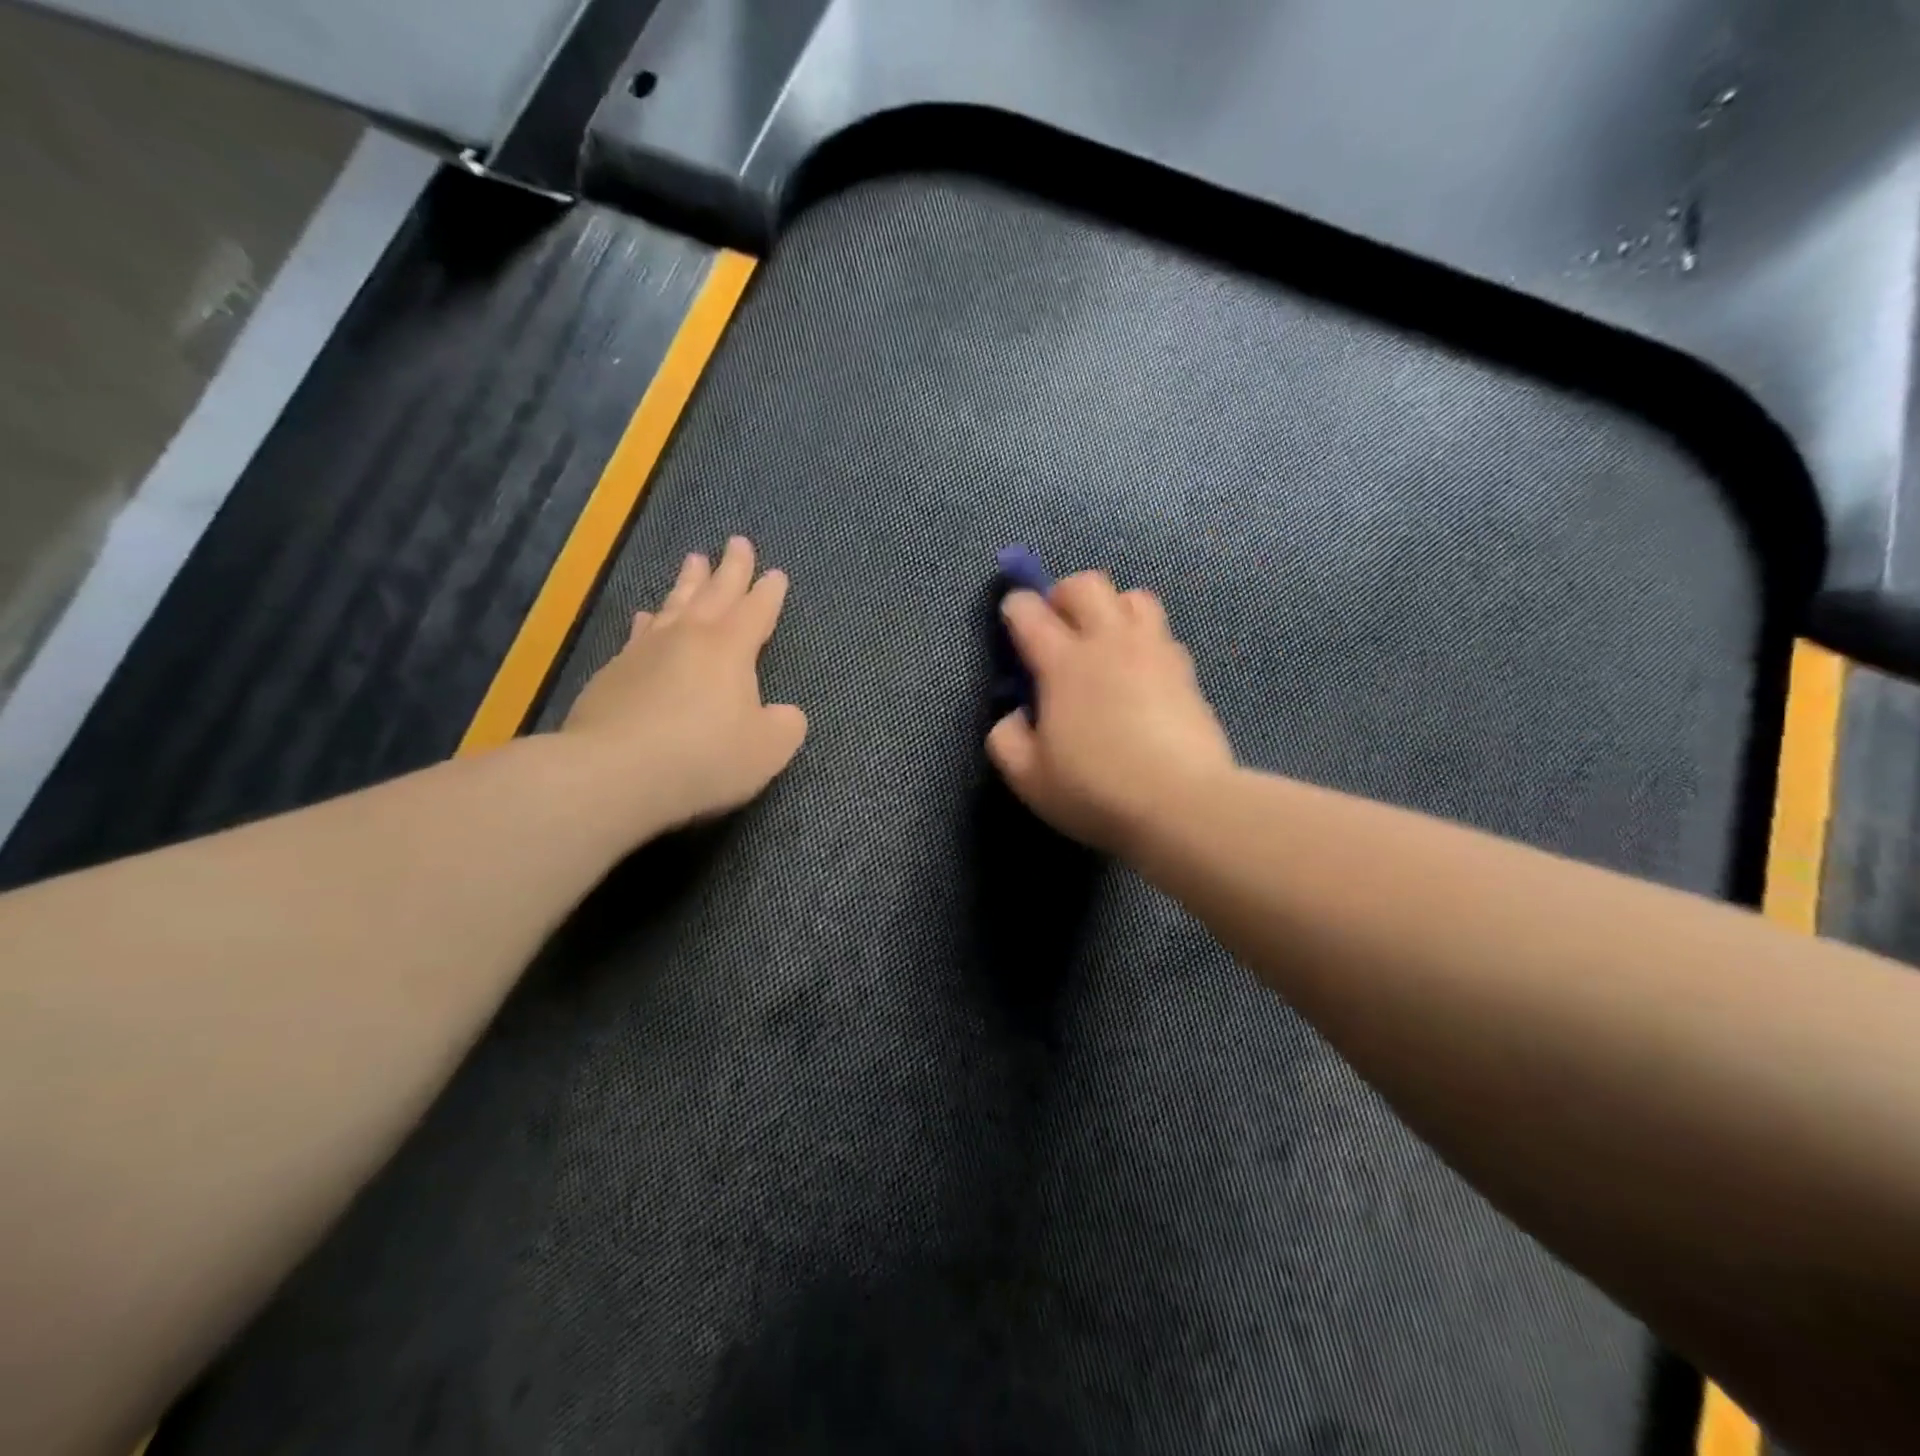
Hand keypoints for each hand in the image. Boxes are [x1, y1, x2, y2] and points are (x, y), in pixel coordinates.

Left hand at [562, 536, 806, 833]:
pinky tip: (645, 616)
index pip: (756, 611)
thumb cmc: (705, 757)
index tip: (776, 573)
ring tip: (693, 560)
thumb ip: (785, 725)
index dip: (769, 593)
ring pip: (674, 605)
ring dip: (688, 583)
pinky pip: (639, 633)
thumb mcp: (767, 749)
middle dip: (730, 568)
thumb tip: (785, 714)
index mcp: (730, 649)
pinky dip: (648, 621)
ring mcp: (645, 651)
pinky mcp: (613, 673)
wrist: (615, 773)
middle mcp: (688, 637)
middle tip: (737, 542)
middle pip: (714, 593)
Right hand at [987, 571, 1235, 855]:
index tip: (1012, 618)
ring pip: (1134, 597)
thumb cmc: (1096, 790)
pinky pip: (1162, 633)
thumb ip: (1006, 740)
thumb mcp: (1029, 778)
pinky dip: (1144, 640)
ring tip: (1104, 641)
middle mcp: (1109, 642)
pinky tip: (1140, 673)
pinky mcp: (1186, 672)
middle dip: (1064, 594)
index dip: (1014, 608)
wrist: (1182, 804)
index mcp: (1063, 663)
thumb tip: (1014, 715)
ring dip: (1112, 608)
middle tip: (1058, 627)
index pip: (1029, 612)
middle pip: (1086, 584)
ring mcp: (1153, 652)